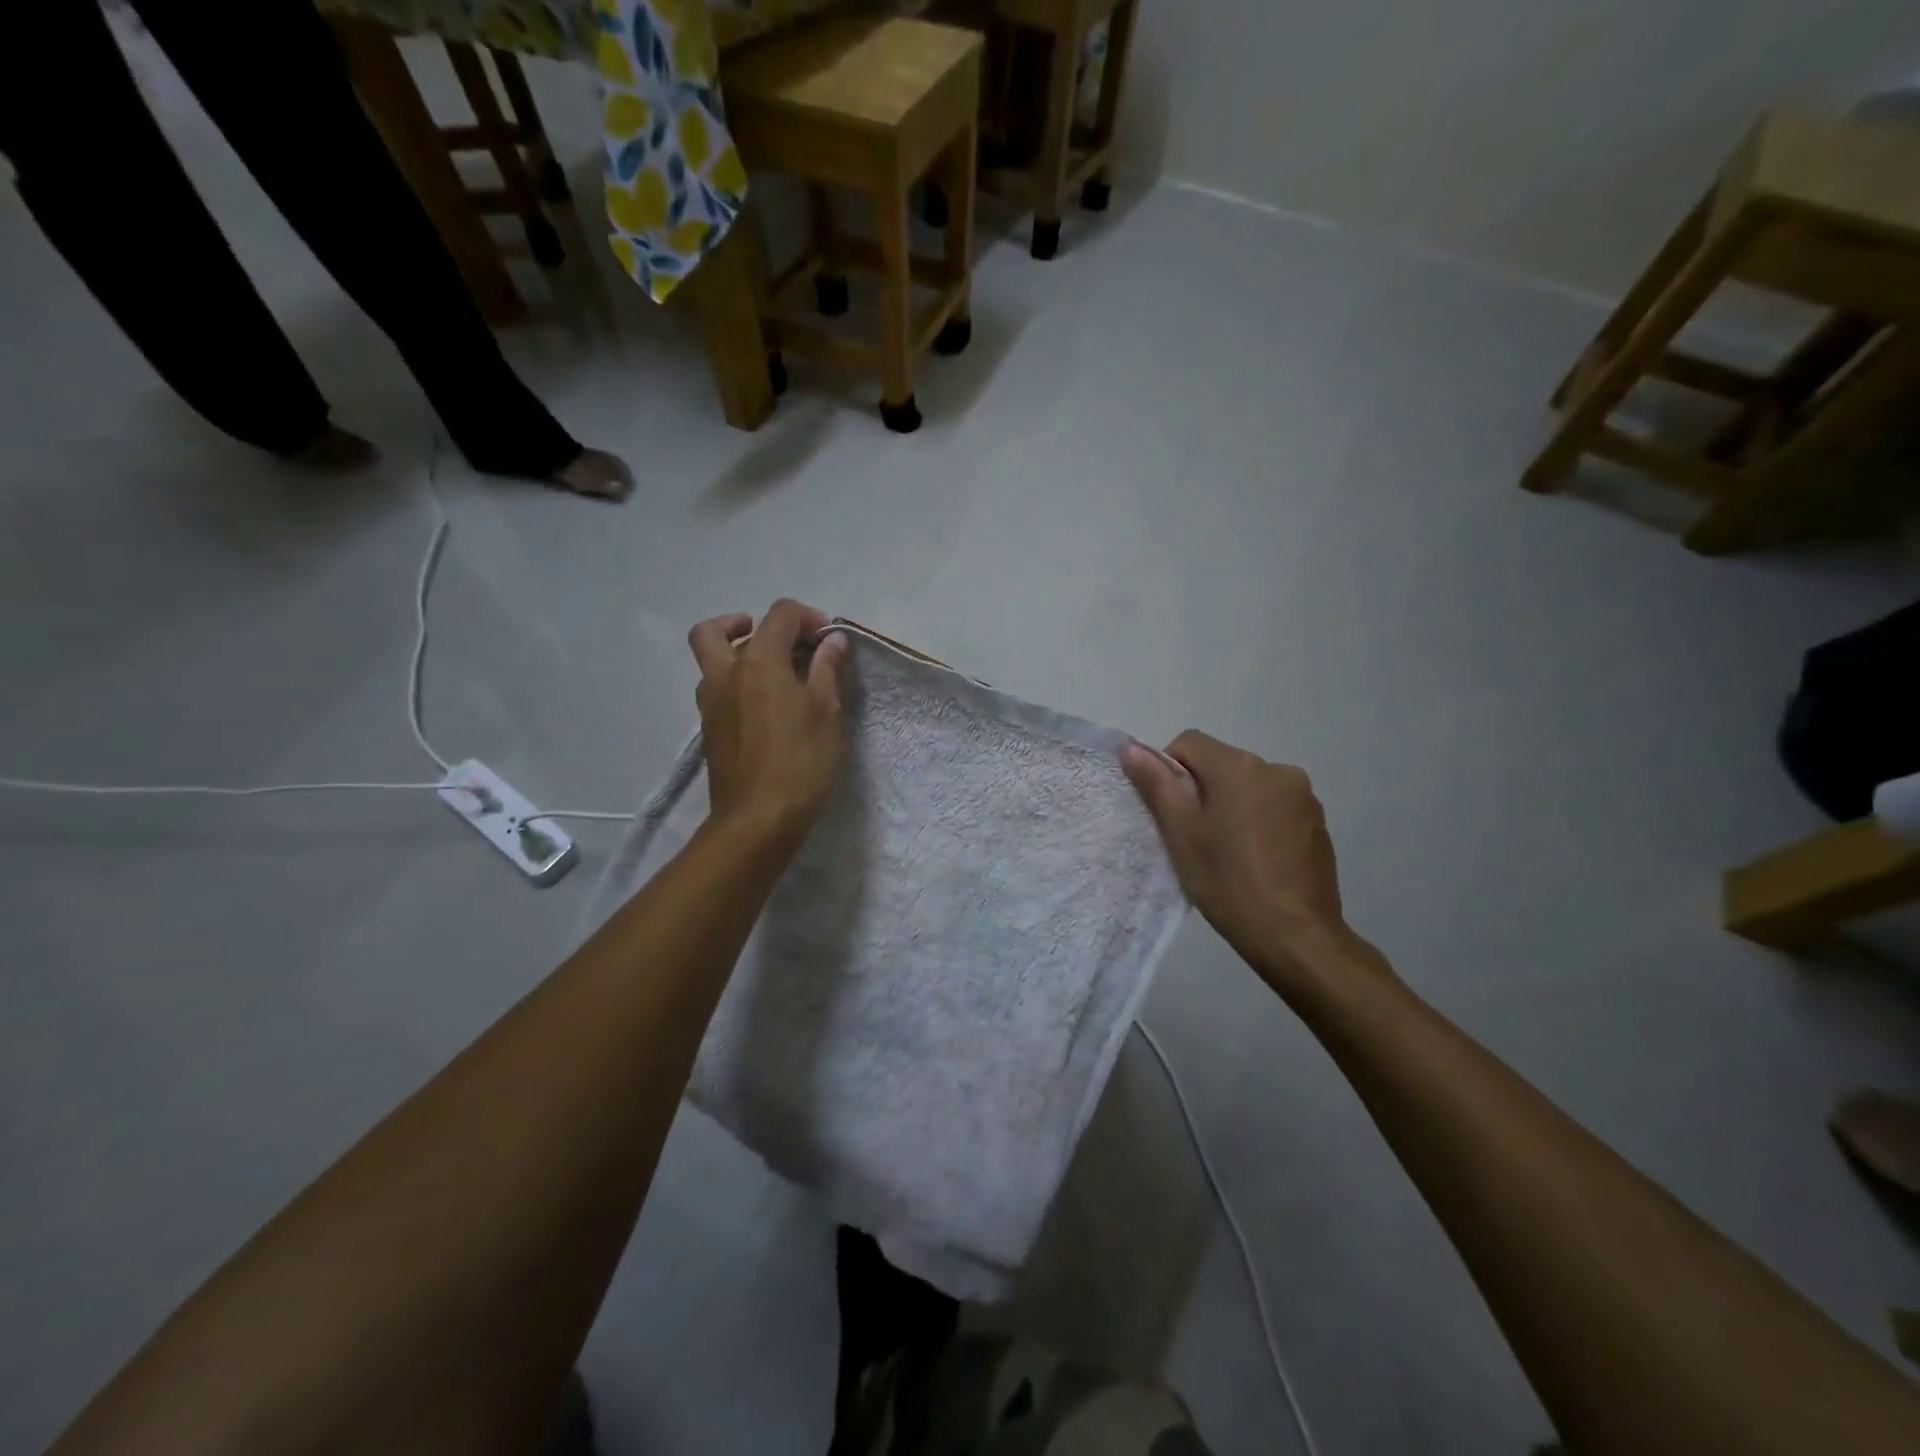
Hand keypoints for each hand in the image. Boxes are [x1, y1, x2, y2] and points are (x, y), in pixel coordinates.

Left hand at [688, 600, 847, 845]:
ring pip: (711, 662)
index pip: (778, 615)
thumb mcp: (827, 712)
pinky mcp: (709, 730)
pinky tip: (765, 709)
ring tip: (773, 676)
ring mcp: (711, 704)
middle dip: (743, 624)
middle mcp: (725, 674)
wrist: (757, 819)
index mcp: (759, 662)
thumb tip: (833, 640)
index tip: (828, 639)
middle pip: (714, 630)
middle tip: (774, 640)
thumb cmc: (800, 761)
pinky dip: (736, 685)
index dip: (806, 616)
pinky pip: (717, 691)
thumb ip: (827, 670)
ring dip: (737, 655)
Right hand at [1122, 731, 1378, 1000]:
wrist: (1295, 936)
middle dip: (1202, 790)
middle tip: (1195, 837)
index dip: (1169, 770)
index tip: (1171, 813)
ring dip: (1232, 804)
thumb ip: (1157, 785)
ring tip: (1229, 852)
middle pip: (1221, 763)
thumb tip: (1132, 749)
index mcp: (1238, 767)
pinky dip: (1259, 820)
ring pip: (1249, 786)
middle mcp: (1276, 769)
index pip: (1189, 743)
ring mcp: (1303, 795)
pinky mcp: (1317, 821)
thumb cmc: (1228, 882)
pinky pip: (1275, 805)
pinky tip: (1257, 859)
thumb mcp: (1181, 834)